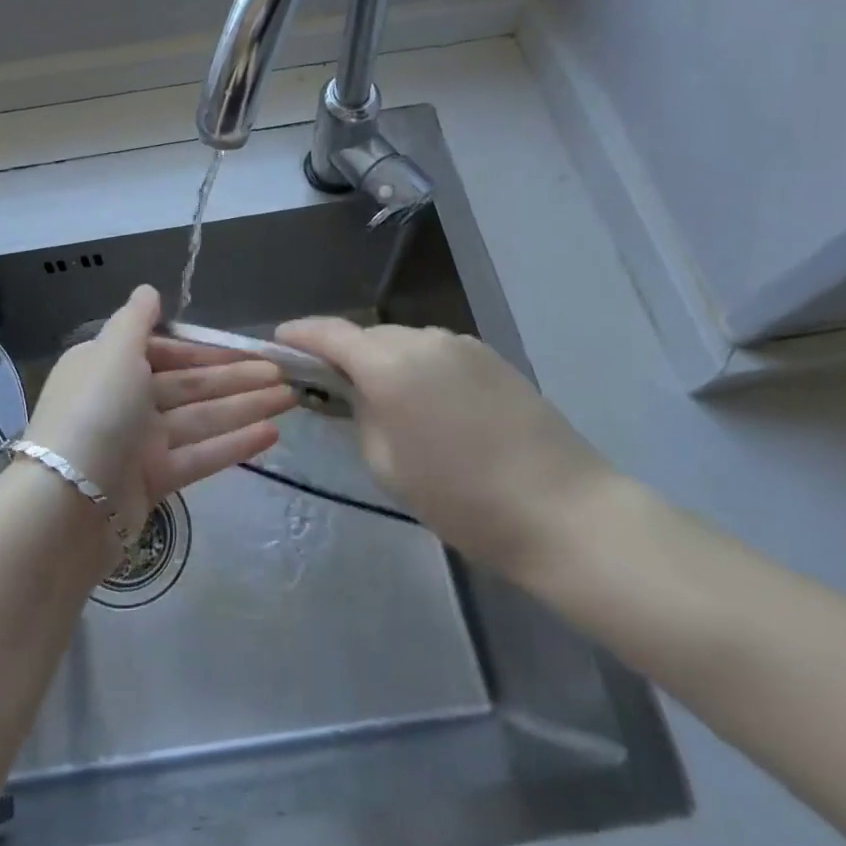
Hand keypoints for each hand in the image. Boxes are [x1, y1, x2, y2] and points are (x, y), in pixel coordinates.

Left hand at [27, 285, 287, 532]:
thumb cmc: (95, 411)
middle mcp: (123, 400)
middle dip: (235, 378)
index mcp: (108, 366)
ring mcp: (138, 443)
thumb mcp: (113, 351)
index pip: (165, 351)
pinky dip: (233, 444)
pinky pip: (199, 455)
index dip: (206, 350)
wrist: (68, 503)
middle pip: (188, 385)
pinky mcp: (153, 481)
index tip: (246, 349)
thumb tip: (148, 291)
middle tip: (283, 374)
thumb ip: (135, 320)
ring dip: (244, 407)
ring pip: (200, 418)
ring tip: (290, 399)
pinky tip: (271, 434)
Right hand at [275, 318, 612, 574]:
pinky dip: (417, 366)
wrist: (566, 513)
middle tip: (329, 386)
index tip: (279, 343)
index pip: (328, 333)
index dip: (298, 334)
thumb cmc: (463, 500)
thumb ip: (359, 414)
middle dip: (341, 354)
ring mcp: (461, 344)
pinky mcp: (490, 356)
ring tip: (383, 400)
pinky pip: (435, 351)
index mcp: (389, 365)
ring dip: (382, 360)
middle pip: (366, 336)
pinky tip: (427, 403)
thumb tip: (352, 390)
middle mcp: (422, 339)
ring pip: (402, 342)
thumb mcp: (388, 464)